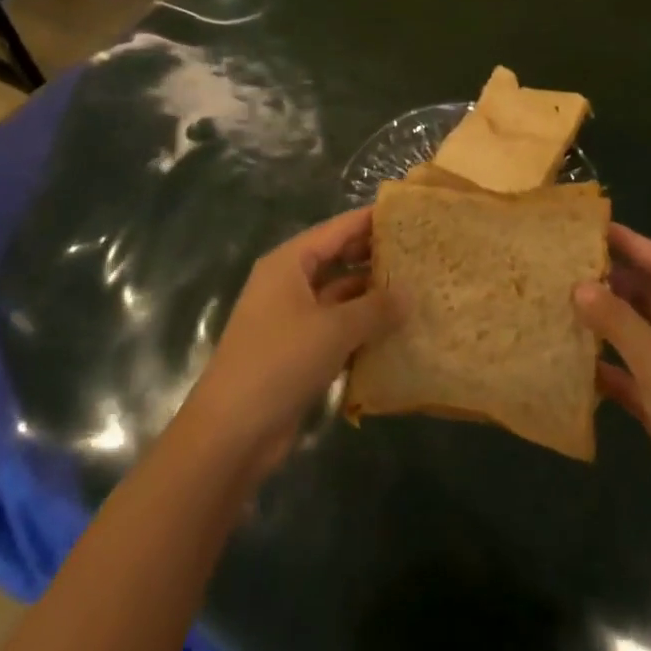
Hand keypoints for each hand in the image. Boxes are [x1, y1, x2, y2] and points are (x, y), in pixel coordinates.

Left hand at [176, 207, 403, 482]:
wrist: (230, 434)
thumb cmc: (280, 363)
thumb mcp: (334, 329)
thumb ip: (375, 308)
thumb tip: (410, 293)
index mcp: (290, 262)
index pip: (338, 229)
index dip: (372, 220)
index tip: (410, 215)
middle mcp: (289, 283)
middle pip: (338, 259)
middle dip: (375, 257)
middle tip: (420, 254)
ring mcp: (292, 319)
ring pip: (340, 296)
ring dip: (372, 296)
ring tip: (417, 291)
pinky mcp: (298, 351)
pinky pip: (336, 328)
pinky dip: (362, 328)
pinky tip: (396, 332)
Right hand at [574, 224, 650, 543]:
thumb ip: (617, 320)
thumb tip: (579, 285)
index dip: (634, 245)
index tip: (596, 227)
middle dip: (616, 283)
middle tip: (570, 263)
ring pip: (642, 336)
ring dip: (609, 323)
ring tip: (565, 301)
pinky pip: (634, 374)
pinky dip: (609, 365)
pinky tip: (575, 358)